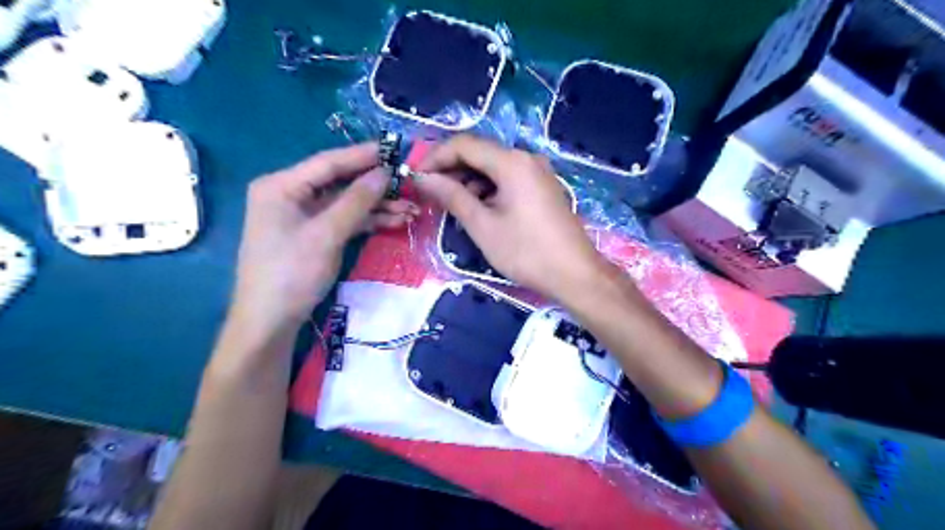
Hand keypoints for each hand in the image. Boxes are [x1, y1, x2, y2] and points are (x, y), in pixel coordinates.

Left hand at [231, 142, 415, 331]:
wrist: (270, 322)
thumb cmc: (291, 273)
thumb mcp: (326, 234)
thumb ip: (357, 201)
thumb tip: (385, 172)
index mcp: (281, 186)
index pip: (328, 163)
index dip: (363, 156)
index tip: (395, 150)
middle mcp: (291, 195)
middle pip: (340, 183)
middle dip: (376, 187)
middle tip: (409, 185)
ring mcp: (303, 217)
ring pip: (346, 204)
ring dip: (378, 208)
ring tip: (411, 211)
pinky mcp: (314, 236)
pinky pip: (344, 221)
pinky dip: (368, 222)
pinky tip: (394, 222)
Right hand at [414, 134, 607, 304]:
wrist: (575, 274)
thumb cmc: (526, 252)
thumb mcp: (483, 226)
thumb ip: (452, 197)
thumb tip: (424, 178)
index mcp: (512, 162)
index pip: (463, 144)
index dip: (435, 157)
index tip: (416, 178)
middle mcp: (526, 159)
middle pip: (480, 153)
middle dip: (452, 170)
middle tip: (431, 193)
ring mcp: (538, 173)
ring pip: (494, 168)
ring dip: (469, 181)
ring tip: (453, 206)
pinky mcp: (543, 188)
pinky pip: (508, 179)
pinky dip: (488, 190)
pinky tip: (479, 210)